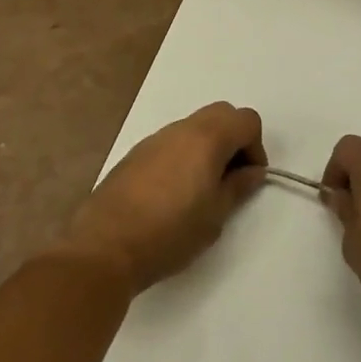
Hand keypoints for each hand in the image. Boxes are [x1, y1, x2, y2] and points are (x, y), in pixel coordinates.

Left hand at [66, 103, 265, 291]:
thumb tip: (252, 172)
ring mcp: (154, 139)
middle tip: (230, 178)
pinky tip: (173, 194)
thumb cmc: (170, 232)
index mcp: (207, 138)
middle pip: (221, 114)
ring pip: (194, 127)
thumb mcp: (215, 215)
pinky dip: (183, 155)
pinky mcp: (134, 154)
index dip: (256, 147)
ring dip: (208, 147)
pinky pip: (170, 142)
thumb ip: (238, 187)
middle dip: (234, 139)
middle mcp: (181, 129)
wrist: (104, 247)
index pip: (246, 120)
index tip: (249, 178)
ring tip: (201, 189)